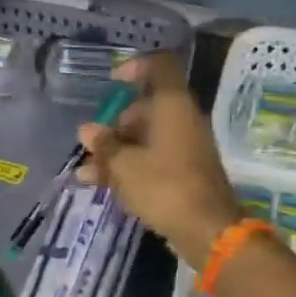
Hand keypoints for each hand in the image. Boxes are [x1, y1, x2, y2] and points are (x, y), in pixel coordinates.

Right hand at [76, 52, 240, 267]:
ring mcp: (187, 147)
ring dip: (117, 152)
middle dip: (116, 125)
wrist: (208, 230)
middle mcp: (183, 120)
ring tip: (87, 173)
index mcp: (173, 105)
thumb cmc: (164, 186)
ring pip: (147, 138)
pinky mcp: (186, 173)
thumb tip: (87, 130)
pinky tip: (104, 186)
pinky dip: (131, 167)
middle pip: (147, 108)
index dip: (136, 67)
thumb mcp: (124, 165)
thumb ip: (104, 145)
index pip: (160, 66)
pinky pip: (155, 160)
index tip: (113, 81)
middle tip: (93, 145)